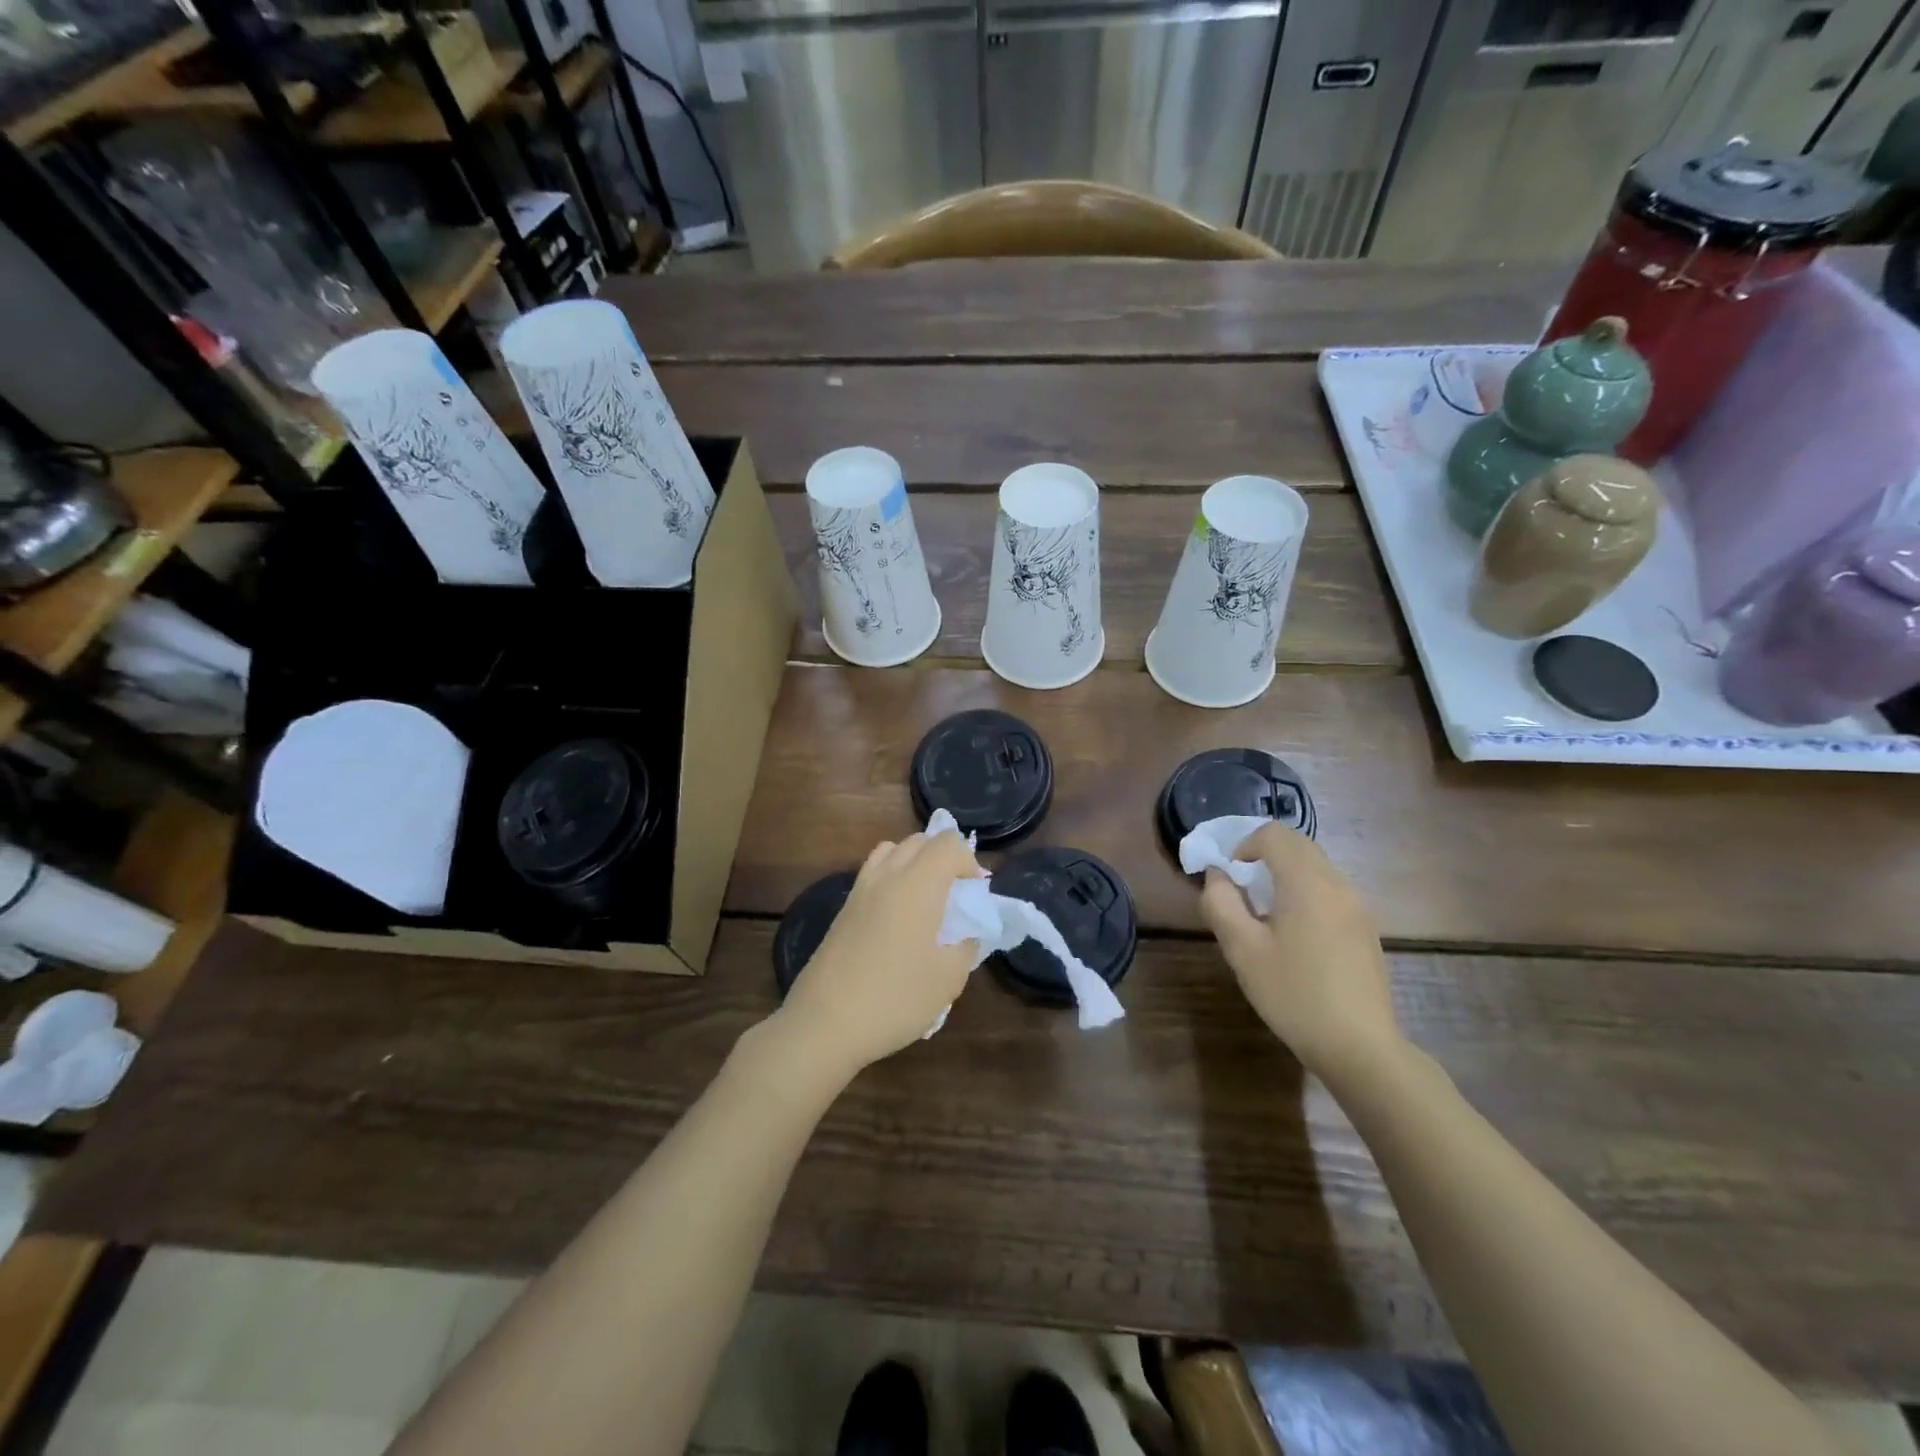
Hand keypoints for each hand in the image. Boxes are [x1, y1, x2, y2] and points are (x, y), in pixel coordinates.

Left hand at [771, 831, 982, 1081]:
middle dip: (944, 857)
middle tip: (956, 895)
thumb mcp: (948, 980)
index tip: (975, 894)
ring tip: (926, 899)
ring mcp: (860, 890)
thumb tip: (967, 934)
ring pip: (892, 851)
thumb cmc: (894, 999)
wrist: (824, 1023)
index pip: (948, 844)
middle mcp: (887, 875)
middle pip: (919, 841)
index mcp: (918, 884)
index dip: (969, 862)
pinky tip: (898, 918)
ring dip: (915, 862)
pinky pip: (873, 873)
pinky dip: (892, 878)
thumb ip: (966, 947)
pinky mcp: (843, 909)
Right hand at [1200, 823, 1401, 1085]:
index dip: (1243, 846)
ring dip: (1285, 874)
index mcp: (1307, 883)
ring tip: (1266, 916)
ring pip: (1315, 867)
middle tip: (1242, 892)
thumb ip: (1221, 903)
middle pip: (1297, 845)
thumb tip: (1218, 875)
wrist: (1360, 1048)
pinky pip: (1330, 890)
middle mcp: (1338, 884)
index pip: (1273, 834)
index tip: (1229, 879)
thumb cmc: (1294, 995)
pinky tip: (1295, 936)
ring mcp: (1358, 906)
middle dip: (1263, 856)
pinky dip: (1305, 893)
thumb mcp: (1242, 950)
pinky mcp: (1365, 928)